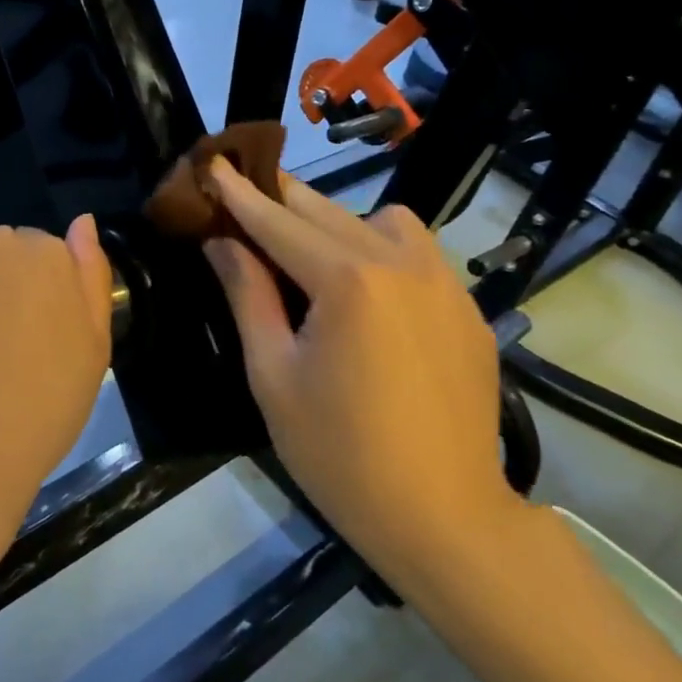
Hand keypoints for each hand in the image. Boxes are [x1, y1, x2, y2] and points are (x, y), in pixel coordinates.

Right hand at [200, 160, 521, 590]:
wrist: (446, 519)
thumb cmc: (340, 454)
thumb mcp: (273, 376)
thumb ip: (248, 296)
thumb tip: (221, 243)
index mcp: (348, 280)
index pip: (278, 222)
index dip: (239, 193)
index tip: (213, 162)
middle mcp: (402, 263)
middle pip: (326, 211)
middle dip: (280, 198)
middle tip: (243, 192)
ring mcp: (444, 283)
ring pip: (382, 221)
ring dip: (337, 222)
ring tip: (312, 258)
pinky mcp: (468, 309)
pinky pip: (417, 254)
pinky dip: (381, 251)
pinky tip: (366, 295)